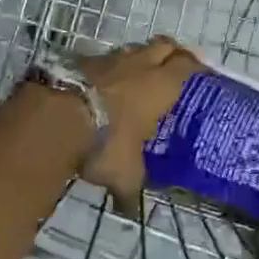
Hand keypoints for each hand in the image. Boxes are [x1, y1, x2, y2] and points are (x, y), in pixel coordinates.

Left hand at [75, 37, 202, 205]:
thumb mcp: (124, 173)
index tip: (201, 73)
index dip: (196, 66)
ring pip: (134, 49)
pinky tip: (104, 84)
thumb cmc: (105, 142)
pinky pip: (104, 59)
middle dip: (172, 53)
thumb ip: (131, 189)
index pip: (188, 65)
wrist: (56, 117)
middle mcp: (140, 64)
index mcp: (161, 85)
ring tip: (138, 76)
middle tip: (175, 68)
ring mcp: (110, 58)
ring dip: (140, 58)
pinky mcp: (82, 60)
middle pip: (165, 45)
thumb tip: (130, 212)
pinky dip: (109, 68)